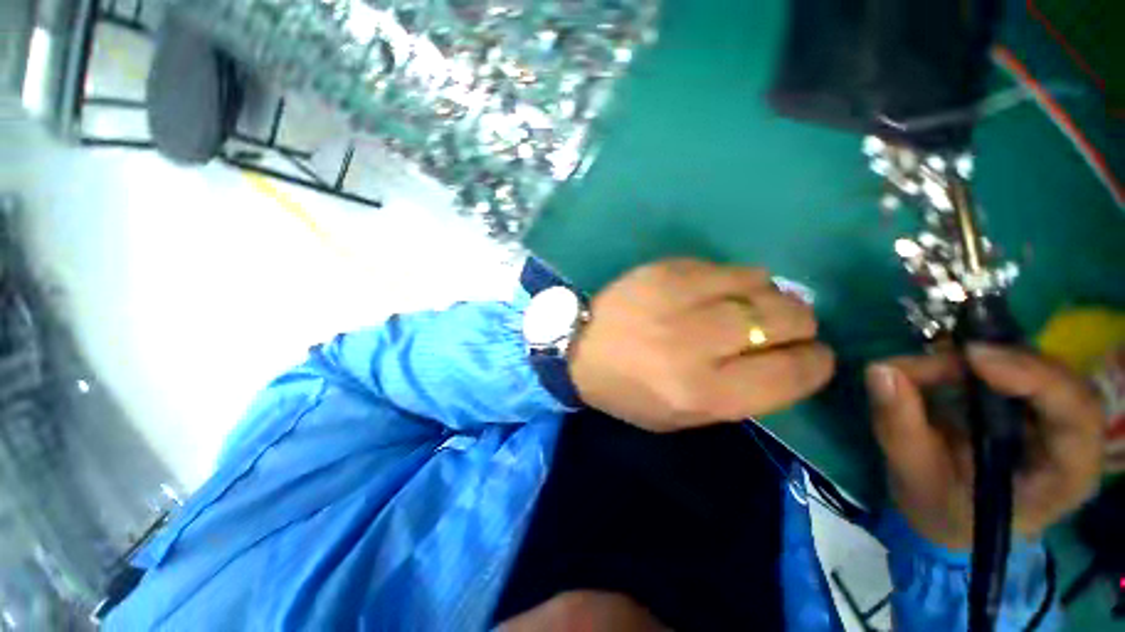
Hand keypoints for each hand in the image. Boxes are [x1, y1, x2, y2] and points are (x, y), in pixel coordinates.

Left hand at [569, 258, 834, 432]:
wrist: (579, 347)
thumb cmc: (627, 391)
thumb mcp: (681, 418)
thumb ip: (738, 397)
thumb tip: (784, 361)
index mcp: (704, 392)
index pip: (793, 372)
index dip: (816, 362)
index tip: (812, 356)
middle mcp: (699, 343)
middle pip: (788, 319)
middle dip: (801, 324)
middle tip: (785, 327)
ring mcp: (681, 298)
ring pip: (763, 284)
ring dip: (770, 297)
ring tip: (750, 306)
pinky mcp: (667, 269)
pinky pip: (726, 267)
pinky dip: (735, 279)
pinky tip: (718, 291)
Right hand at [867, 345, 1104, 548]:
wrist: (950, 514)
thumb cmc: (940, 509)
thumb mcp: (914, 477)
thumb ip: (900, 428)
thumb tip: (880, 370)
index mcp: (1062, 480)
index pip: (1077, 422)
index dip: (1038, 380)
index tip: (973, 357)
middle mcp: (1070, 442)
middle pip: (1061, 382)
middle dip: (1001, 361)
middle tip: (939, 354)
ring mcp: (1053, 417)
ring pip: (1035, 365)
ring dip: (978, 359)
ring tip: (920, 368)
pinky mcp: (1029, 401)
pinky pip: (1012, 365)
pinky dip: (971, 360)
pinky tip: (933, 368)